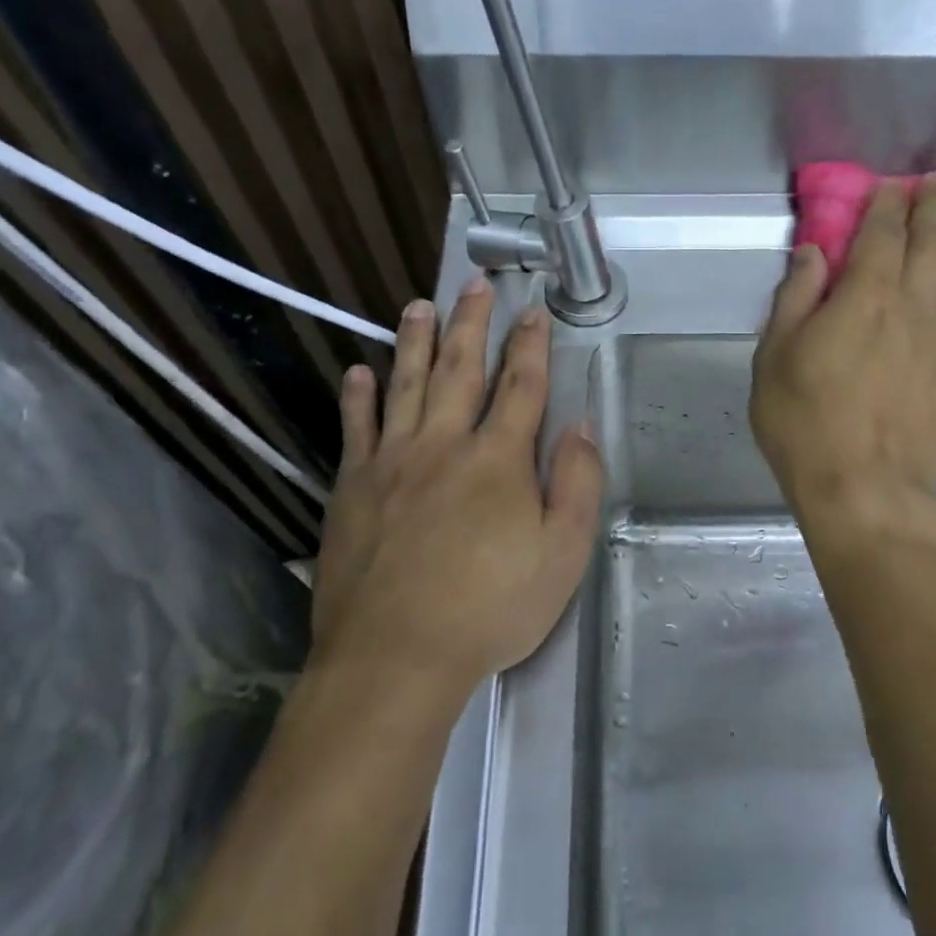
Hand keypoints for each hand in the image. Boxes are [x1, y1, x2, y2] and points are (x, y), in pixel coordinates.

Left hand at [303, 279, 602, 720]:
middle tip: (474, 282)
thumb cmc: (491, 608)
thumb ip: (578, 485)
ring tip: (419, 305)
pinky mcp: (352, 487)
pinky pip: (356, 428)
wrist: (397, 653)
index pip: (521, 386)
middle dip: (472, 322)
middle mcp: (444, 444)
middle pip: (460, 369)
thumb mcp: (563, 556)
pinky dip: (359, 397)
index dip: (531, 345)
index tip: (534, 310)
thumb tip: (582, 426)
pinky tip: (360, 371)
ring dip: (415, 341)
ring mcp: (392, 462)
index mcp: (499, 460)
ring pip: (406, 385)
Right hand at [750, 179, 935, 526]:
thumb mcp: (774, 359)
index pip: (882, 235)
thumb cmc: (804, 424)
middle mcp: (915, 308)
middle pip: (934, 243)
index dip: (887, 205)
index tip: (891, 186)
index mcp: (865, 299)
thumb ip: (794, 300)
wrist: (863, 487)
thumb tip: (814, 252)